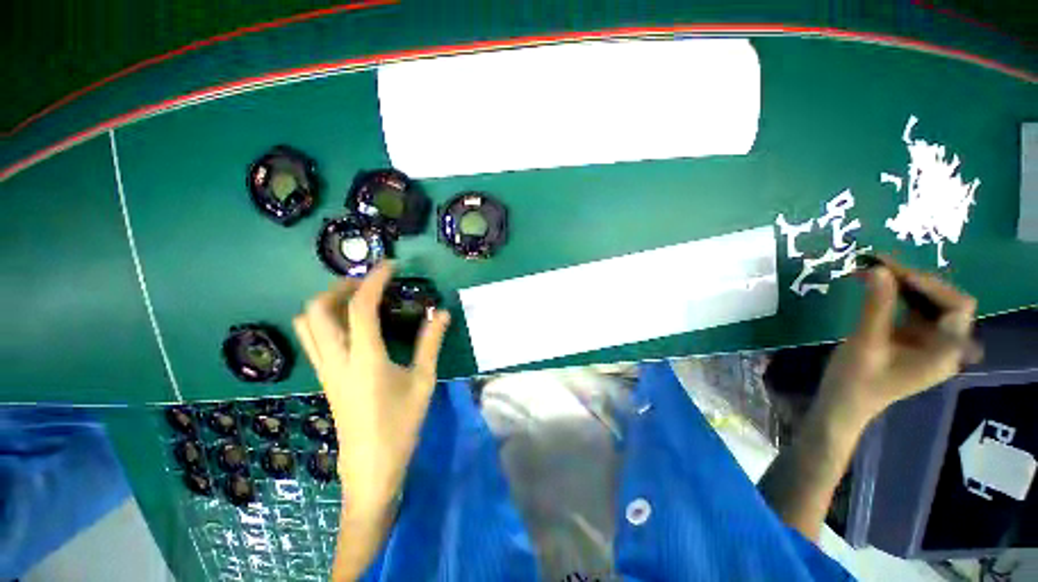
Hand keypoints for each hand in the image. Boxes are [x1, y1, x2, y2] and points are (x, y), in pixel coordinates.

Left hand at [292, 262, 450, 516]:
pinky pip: (313, 338)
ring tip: (358, 299)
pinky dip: (326, 319)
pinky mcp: (325, 377)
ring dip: (328, 302)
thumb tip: (442, 313)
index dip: (374, 280)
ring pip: (307, 324)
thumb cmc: (401, 423)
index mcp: (364, 359)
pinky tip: (351, 325)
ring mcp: (325, 370)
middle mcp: (336, 359)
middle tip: (370, 283)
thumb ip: (430, 343)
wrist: (371, 466)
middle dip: (341, 287)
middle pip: (317, 310)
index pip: (360, 307)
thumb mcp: (423, 380)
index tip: (390, 266)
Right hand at [817, 258, 979, 425]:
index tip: (893, 271)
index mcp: (944, 351)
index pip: (957, 306)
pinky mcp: (913, 341)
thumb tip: (879, 268)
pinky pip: (913, 310)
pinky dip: (897, 296)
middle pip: (945, 301)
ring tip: (874, 271)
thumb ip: (876, 306)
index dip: (930, 285)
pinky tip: (877, 287)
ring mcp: (929, 343)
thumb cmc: (856, 381)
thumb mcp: (865, 343)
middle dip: (915, 281)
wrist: (842, 405)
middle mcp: (945, 344)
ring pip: (929, 303)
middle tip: (879, 265)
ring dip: (904, 285)